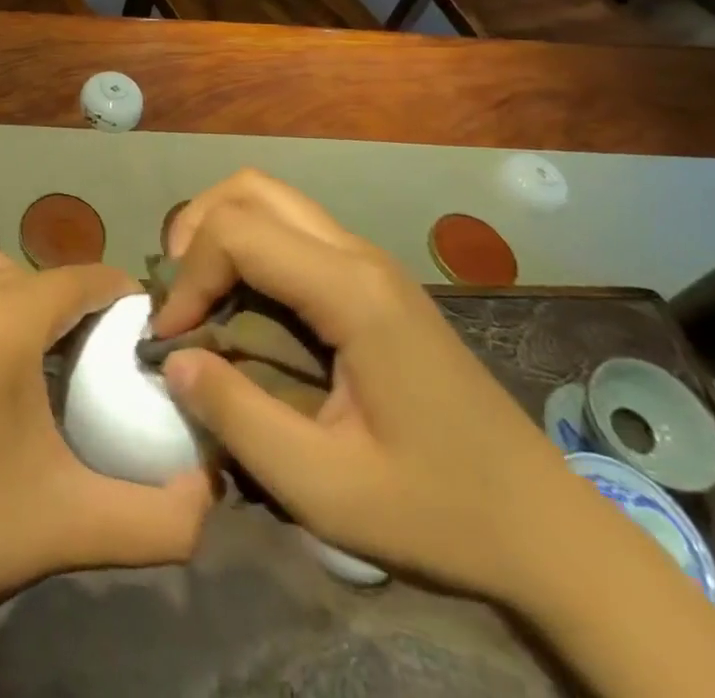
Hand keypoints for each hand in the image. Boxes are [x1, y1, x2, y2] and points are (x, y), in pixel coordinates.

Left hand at [0, 249, 213, 629]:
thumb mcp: (71, 527)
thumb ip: (160, 517)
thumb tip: (212, 491)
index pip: (77, 279)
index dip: (117, 294)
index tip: (141, 325)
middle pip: (33, 274)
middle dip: (70, 301)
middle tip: (92, 353)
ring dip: (19, 295)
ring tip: (35, 351)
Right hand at [152, 169, 599, 604]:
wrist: (543, 526)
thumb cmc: (437, 510)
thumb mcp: (324, 487)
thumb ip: (237, 418)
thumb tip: (173, 359)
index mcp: (350, 292)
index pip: (237, 233)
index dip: (188, 277)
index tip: (171, 338)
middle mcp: (357, 255)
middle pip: (250, 188)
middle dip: (196, 229)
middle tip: (178, 294)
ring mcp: (369, 261)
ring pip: (271, 198)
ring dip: (220, 230)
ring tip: (199, 292)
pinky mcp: (372, 279)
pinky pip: (292, 229)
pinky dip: (249, 245)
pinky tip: (242, 301)